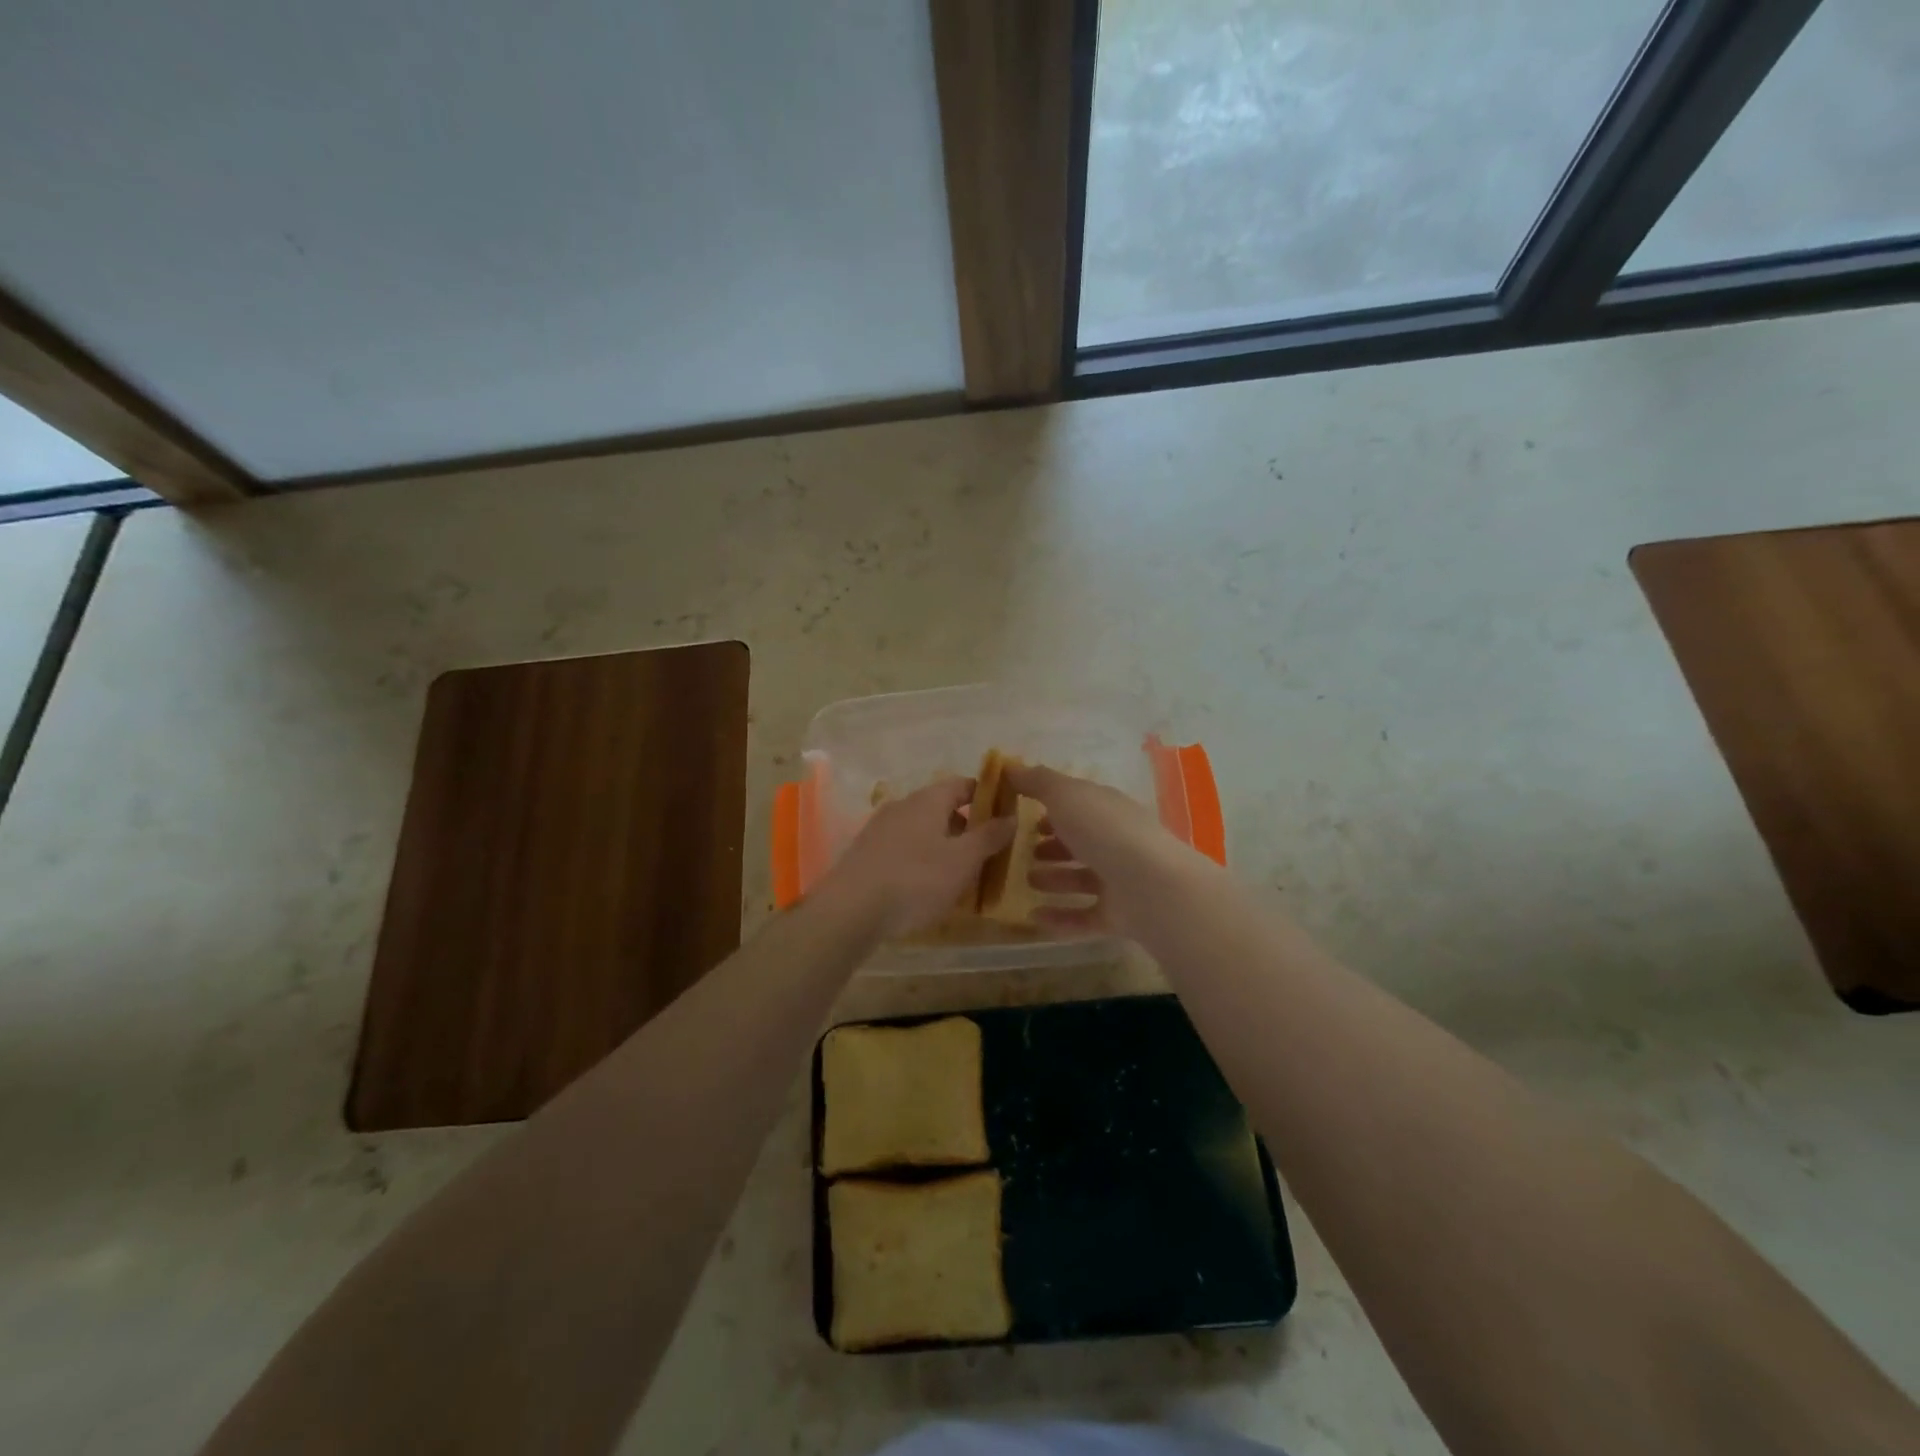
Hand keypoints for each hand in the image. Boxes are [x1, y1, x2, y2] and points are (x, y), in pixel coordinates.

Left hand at [810, 777, 1015, 939]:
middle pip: (942, 807)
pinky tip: (926, 887)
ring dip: (943, 846)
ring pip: (922, 830)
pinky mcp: (866, 853)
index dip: (986, 797)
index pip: (963, 784)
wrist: (850, 910)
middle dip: (966, 827)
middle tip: (986, 854)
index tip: (1005, 817)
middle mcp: (902, 806)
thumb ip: (989, 836)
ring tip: (959, 875)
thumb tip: (1012, 817)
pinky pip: (903, 848)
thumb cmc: (915, 880)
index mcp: (928, 800)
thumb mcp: (963, 860)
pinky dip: (921, 860)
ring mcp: (880, 829)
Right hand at [1005, 763, 1194, 937]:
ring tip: (1027, 882)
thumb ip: (1038, 781)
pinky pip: (1085, 916)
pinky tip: (1034, 917)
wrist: (1151, 886)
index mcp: (1108, 809)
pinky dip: (1060, 917)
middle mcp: (1117, 841)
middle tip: (1023, 852)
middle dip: (1053, 846)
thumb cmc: (1104, 831)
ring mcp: (1121, 880)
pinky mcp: (1119, 915)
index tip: (1022, 814)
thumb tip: (1010, 767)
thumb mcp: (1066, 795)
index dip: (1052, 807)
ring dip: (1055, 879)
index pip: (1079, 805)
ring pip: (1083, 878)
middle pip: (1082, 841)